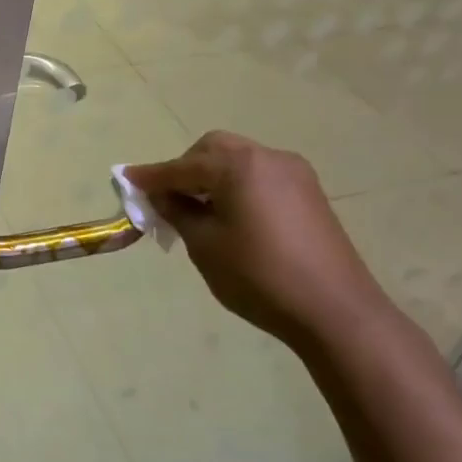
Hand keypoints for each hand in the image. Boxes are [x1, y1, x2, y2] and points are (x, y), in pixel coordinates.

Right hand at [126, 131, 396, 346]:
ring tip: (197, 209)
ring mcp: (293, 173)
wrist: (336, 311)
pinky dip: (237, 185)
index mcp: (238, 165)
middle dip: (185, 169)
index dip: (151, 176)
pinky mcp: (309, 193)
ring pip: (238, 160)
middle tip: (167, 198)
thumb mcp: (204, 245)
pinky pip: (259, 175)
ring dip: (212, 176)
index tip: (125, 179)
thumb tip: (160, 195)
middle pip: (213, 150)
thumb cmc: (259, 276)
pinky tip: (230, 214)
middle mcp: (267, 156)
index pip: (182, 166)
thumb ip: (177, 211)